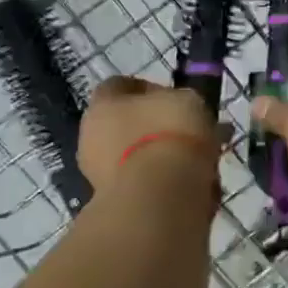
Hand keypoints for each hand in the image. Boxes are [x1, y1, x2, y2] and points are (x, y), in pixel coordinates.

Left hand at [78, 77, 220, 190]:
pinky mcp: (113, 202)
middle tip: (187, 133)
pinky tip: (187, 187)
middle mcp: (91, 135)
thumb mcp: (188, 100)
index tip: (174, 99)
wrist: (158, 196)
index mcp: (102, 103)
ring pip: (135, 157)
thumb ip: (180, 100)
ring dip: (159, 158)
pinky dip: (162, 184)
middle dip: (154, 127)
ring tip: (196, 164)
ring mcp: (98, 172)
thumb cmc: (169, 134)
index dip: (148, 89)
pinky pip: (142, 185)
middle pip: (125, 124)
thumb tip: (180, 108)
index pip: (120, 85)